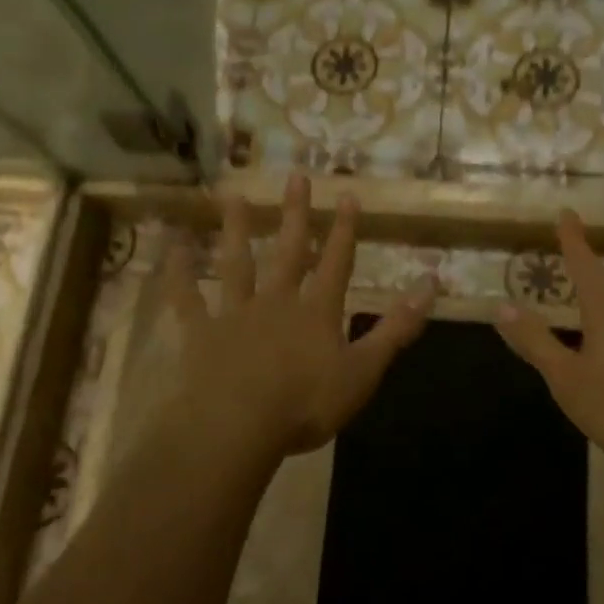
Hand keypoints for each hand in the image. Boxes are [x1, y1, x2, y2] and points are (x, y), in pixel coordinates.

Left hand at [164, 174, 431, 459]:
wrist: (237, 426)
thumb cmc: (306, 403)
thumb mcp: (364, 370)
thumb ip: (396, 328)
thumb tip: (431, 284)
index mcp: (317, 312)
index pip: (337, 263)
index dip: (345, 230)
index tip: (348, 195)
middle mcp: (277, 302)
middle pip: (290, 251)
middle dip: (297, 215)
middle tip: (296, 177)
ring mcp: (236, 314)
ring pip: (238, 264)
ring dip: (238, 230)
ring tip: (235, 197)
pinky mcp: (201, 333)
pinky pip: (187, 297)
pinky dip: (178, 273)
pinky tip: (172, 247)